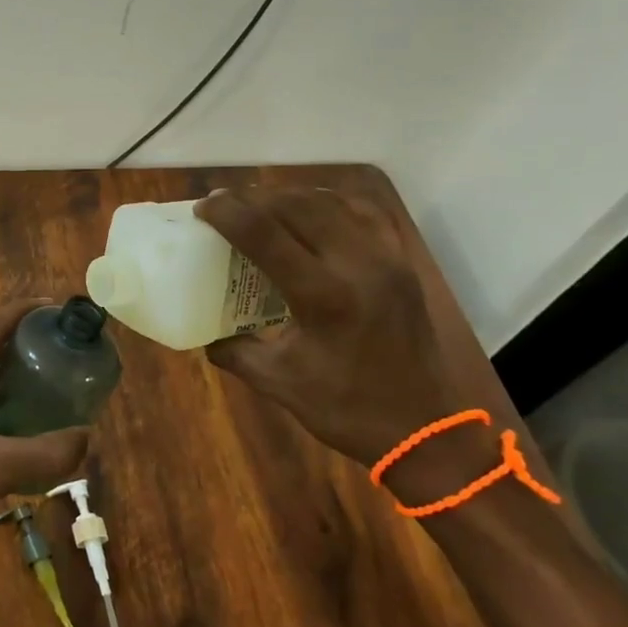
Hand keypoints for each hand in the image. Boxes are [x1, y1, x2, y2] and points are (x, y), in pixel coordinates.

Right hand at [195, 188, 485, 466]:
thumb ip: (234, 350)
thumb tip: (205, 333)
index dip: (228, 214)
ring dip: (290, 197)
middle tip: (225, 205)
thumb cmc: (346, 408)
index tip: (202, 208)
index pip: (265, 234)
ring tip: (262, 205)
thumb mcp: (277, 381)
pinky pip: (364, 213)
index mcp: (323, 296)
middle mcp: (357, 265)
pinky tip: (311, 212)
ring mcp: (385, 259)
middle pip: (297, 206)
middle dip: (254, 198)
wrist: (425, 429)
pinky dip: (330, 203)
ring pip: (331, 203)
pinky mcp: (401, 263)